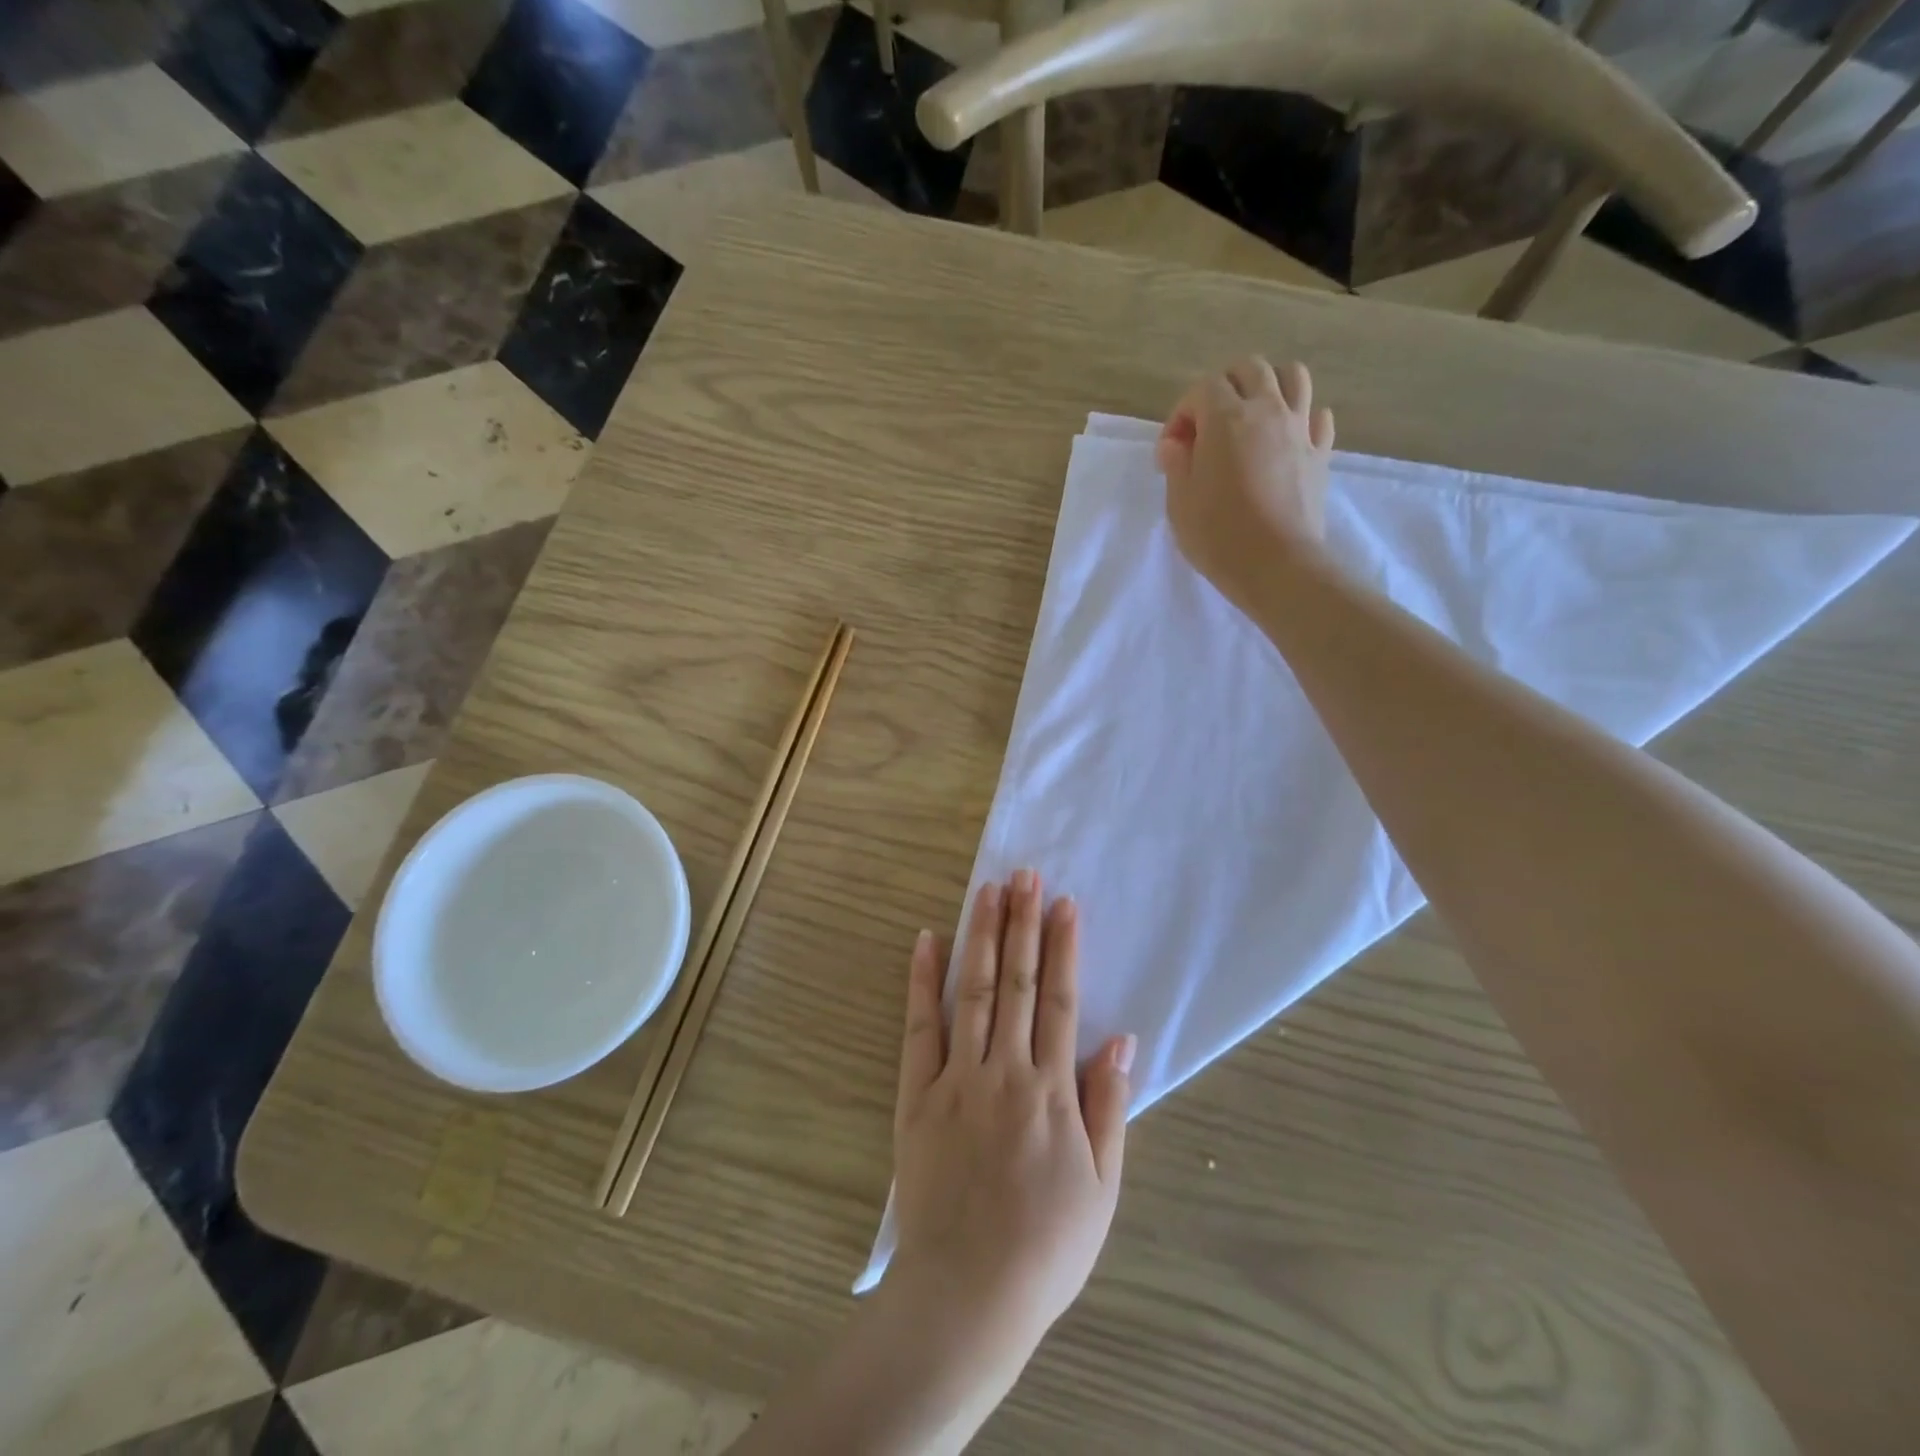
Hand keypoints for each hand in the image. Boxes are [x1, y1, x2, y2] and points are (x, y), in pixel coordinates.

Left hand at [889, 871, 1134, 1357]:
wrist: (968, 1293)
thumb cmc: (1046, 1245)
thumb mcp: (1101, 1185)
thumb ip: (1108, 1106)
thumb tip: (1120, 1038)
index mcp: (1052, 1090)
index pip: (1061, 1000)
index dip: (1063, 947)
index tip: (1063, 902)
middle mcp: (1005, 1071)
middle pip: (1017, 982)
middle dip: (1022, 923)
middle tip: (1024, 873)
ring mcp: (957, 1078)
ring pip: (973, 992)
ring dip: (982, 937)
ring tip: (988, 890)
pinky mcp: (916, 1094)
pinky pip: (919, 1028)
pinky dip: (922, 982)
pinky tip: (927, 941)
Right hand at [1157, 356, 1335, 611]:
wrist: (1276, 565)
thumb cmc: (1218, 535)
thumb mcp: (1179, 502)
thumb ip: (1176, 463)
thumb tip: (1176, 444)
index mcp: (1226, 419)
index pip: (1202, 389)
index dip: (1182, 413)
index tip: (1173, 450)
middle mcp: (1267, 410)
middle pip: (1249, 368)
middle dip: (1224, 386)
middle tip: (1208, 424)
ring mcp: (1299, 429)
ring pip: (1292, 376)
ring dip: (1268, 386)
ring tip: (1252, 416)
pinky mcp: (1321, 453)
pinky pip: (1318, 416)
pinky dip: (1302, 417)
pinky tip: (1287, 438)